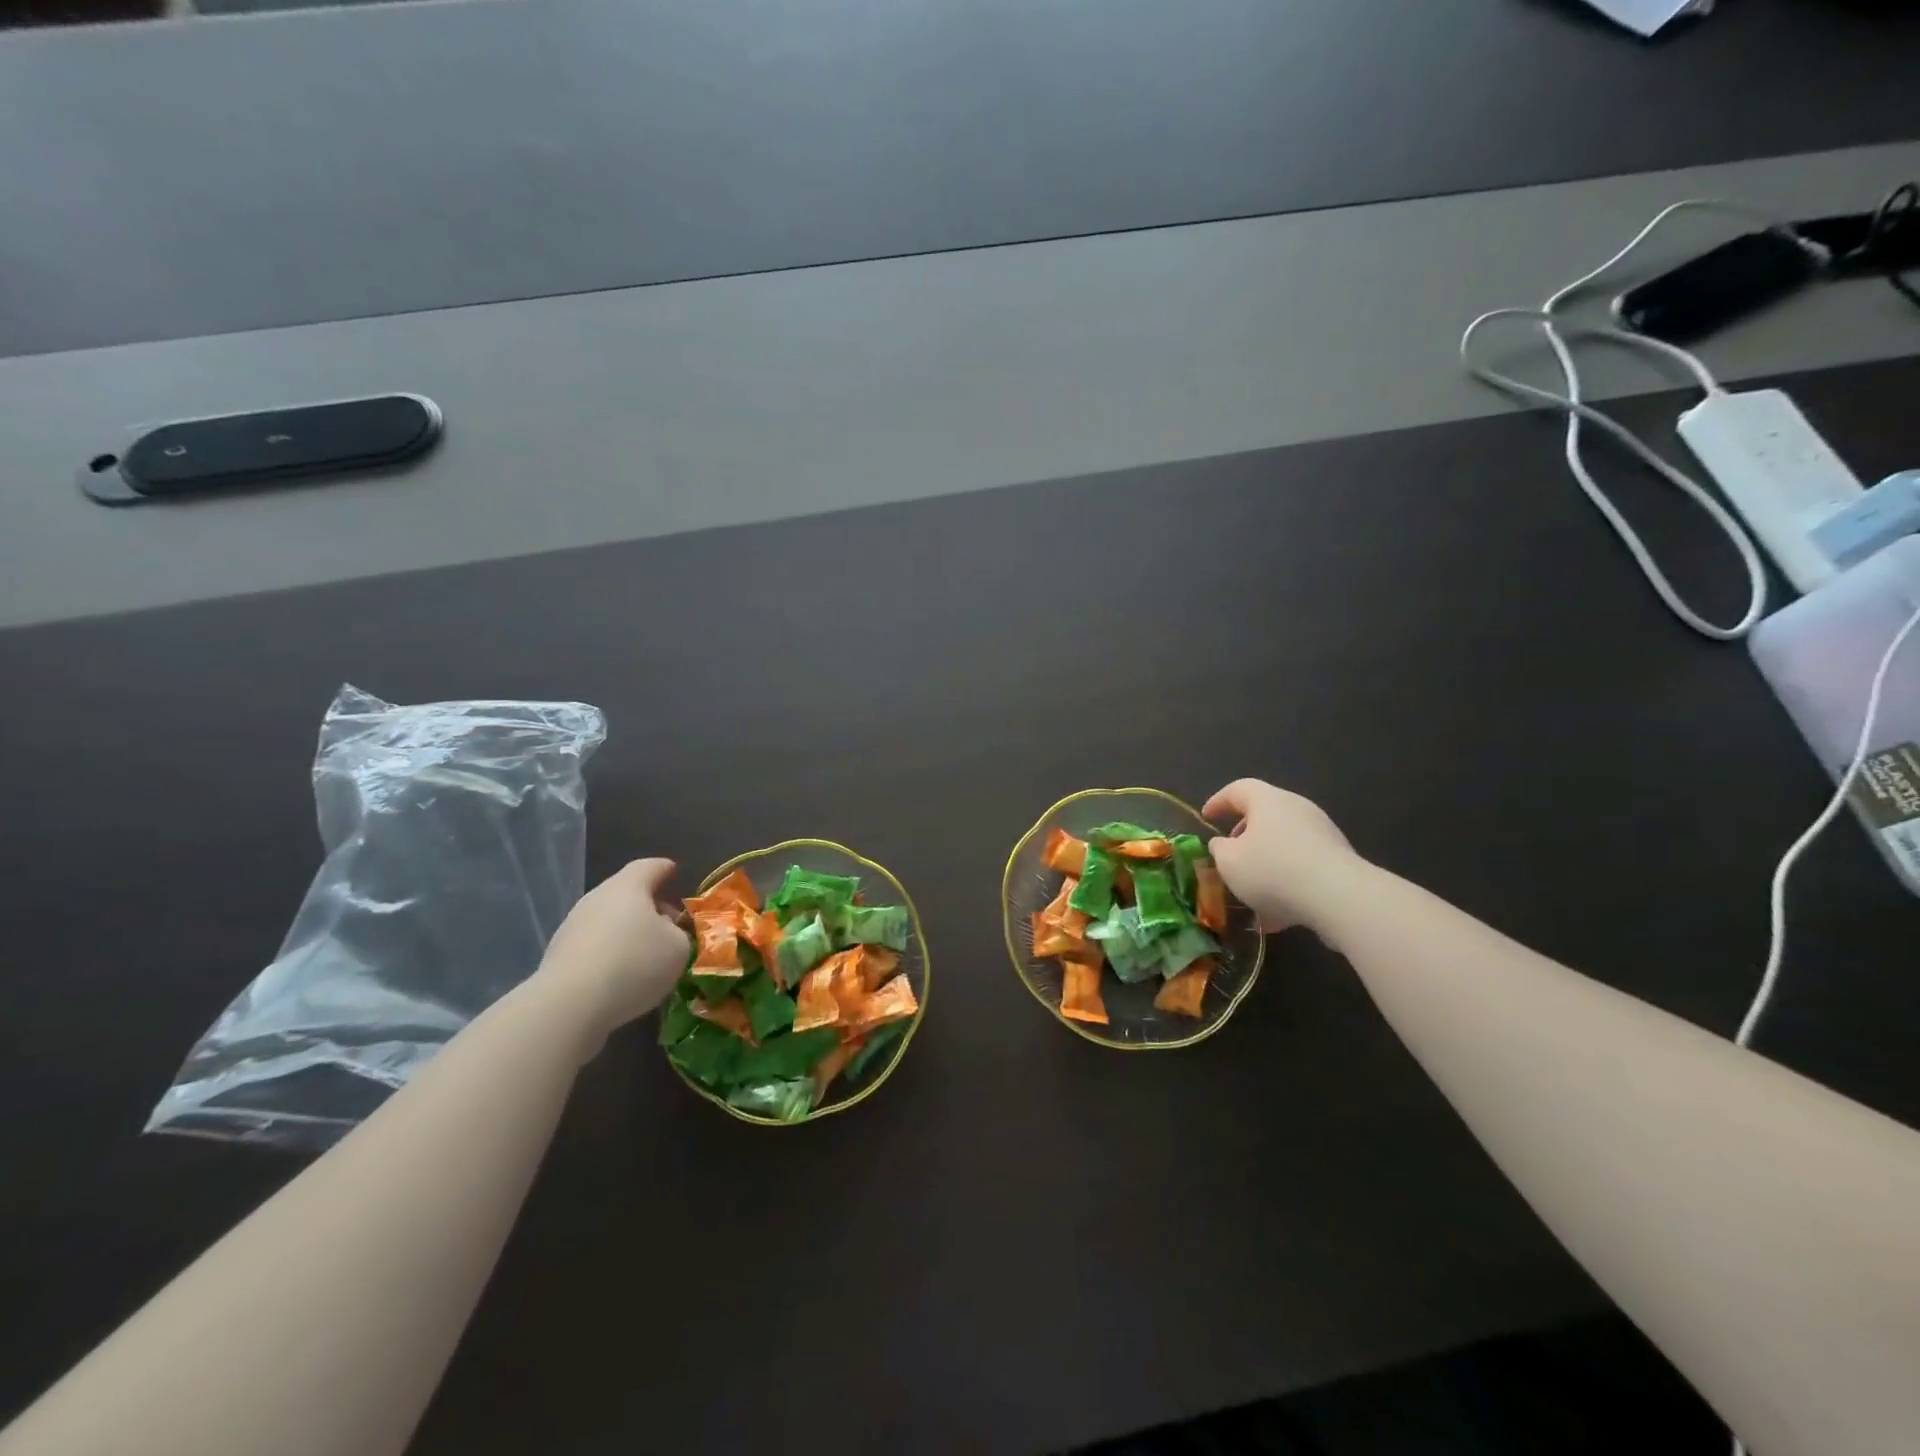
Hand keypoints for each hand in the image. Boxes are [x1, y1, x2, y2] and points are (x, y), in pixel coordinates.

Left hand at [537, 858, 689, 1034]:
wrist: (568, 1006)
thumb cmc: (634, 963)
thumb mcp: (678, 948)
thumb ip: (679, 934)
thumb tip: (667, 933)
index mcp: (628, 886)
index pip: (650, 867)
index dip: (664, 869)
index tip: (674, 872)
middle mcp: (597, 898)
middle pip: (626, 893)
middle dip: (649, 906)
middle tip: (669, 924)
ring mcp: (572, 927)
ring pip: (608, 921)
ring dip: (628, 932)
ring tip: (647, 955)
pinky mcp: (558, 957)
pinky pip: (593, 946)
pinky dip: (610, 954)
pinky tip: (622, 976)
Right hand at [1202, 779, 1362, 933]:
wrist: (1339, 897)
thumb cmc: (1272, 871)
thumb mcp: (1229, 862)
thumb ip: (1219, 849)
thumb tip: (1223, 844)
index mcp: (1267, 801)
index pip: (1238, 789)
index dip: (1218, 801)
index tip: (1206, 817)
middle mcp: (1297, 808)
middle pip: (1264, 814)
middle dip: (1244, 833)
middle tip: (1229, 852)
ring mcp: (1322, 833)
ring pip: (1284, 842)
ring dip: (1265, 860)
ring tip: (1251, 889)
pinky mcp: (1338, 859)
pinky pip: (1303, 864)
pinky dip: (1286, 880)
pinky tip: (1277, 912)